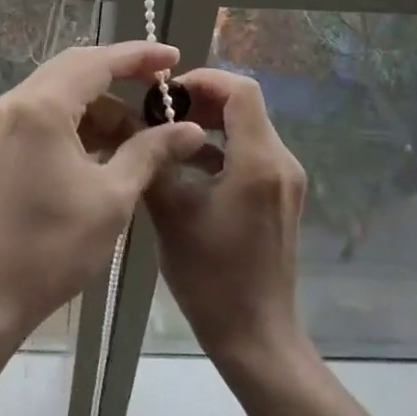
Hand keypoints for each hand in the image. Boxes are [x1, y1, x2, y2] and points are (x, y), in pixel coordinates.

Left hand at [0, 42, 206, 342]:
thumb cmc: (53, 247)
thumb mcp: (112, 197)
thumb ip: (151, 151)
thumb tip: (190, 128)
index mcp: (42, 107)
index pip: (98, 61)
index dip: (139, 56)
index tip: (173, 57)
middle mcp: (17, 101)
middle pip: (76, 67)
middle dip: (120, 73)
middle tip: (161, 87)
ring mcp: (3, 121)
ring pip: (61, 90)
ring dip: (100, 103)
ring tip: (140, 131)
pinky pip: (45, 111)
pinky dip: (78, 119)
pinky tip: (106, 145)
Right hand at [146, 68, 309, 371]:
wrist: (256, 337)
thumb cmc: (211, 276)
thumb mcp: (171, 214)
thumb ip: (152, 161)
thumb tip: (130, 124)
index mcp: (259, 161)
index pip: (241, 90)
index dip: (204, 79)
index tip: (167, 91)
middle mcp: (281, 162)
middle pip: (246, 105)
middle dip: (203, 99)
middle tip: (161, 110)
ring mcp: (286, 181)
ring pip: (249, 128)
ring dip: (211, 122)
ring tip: (168, 133)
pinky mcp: (281, 197)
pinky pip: (253, 153)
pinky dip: (223, 147)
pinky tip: (189, 165)